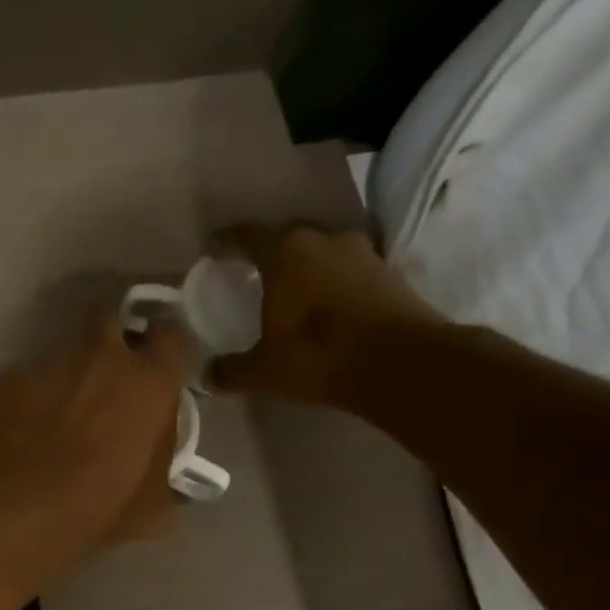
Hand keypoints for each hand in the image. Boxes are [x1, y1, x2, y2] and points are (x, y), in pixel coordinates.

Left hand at [0, 306, 194, 544]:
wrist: (26, 502)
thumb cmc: (103, 501)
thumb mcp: (153, 501)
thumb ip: (164, 475)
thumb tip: (169, 480)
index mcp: (150, 381)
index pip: (172, 335)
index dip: (167, 346)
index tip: (162, 365)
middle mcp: (103, 357)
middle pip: (109, 315)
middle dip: (110, 331)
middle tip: (109, 367)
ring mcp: (53, 362)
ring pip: (65, 348)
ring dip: (69, 370)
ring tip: (61, 408)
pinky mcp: (13, 377)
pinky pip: (30, 377)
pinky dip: (34, 394)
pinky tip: (27, 426)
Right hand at [206, 224, 444, 405]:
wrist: (400, 363)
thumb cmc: (318, 356)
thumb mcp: (264, 370)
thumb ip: (232, 370)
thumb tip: (208, 375)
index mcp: (285, 252)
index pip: (246, 235)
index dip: (226, 241)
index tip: (212, 248)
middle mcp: (323, 239)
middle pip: (287, 236)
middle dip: (268, 252)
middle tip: (251, 272)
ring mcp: (361, 252)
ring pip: (321, 251)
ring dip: (305, 266)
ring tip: (290, 289)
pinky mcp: (389, 271)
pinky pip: (348, 270)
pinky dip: (332, 282)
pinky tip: (325, 305)